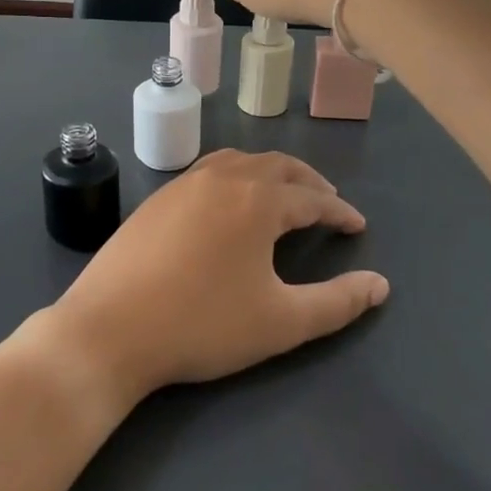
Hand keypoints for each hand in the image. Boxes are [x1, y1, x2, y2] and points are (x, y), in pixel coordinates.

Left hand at [33, 151, 388, 409]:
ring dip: (268, 174)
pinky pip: (206, 173)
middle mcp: (222, 179)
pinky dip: (233, 178)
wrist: (110, 329)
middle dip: (307, 183)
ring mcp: (182, 185)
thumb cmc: (202, 325)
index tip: (357, 226)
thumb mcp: (281, 322)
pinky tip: (227, 205)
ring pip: (238, 162)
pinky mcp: (155, 199)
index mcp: (257, 201)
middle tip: (326, 204)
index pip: (312, 198)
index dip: (339, 212)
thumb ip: (337, 303)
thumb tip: (381, 285)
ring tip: (281, 196)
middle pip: (276, 167)